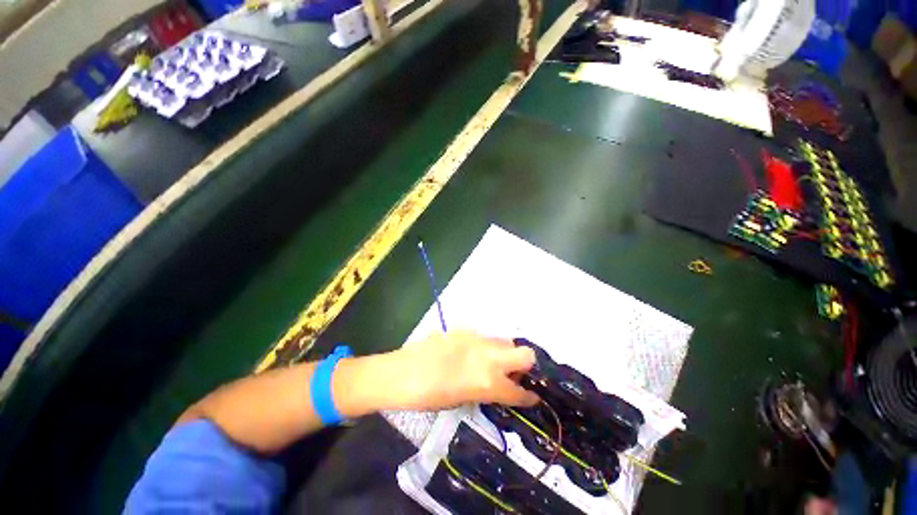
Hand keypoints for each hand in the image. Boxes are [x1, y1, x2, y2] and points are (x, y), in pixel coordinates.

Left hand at [389, 331, 538, 410]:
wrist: (397, 376)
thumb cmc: (426, 398)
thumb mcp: (461, 402)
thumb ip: (485, 393)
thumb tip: (497, 389)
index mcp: (488, 383)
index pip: (519, 392)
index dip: (528, 397)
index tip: (533, 398)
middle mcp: (488, 358)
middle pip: (526, 354)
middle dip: (525, 367)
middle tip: (512, 377)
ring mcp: (475, 340)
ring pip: (504, 342)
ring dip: (504, 355)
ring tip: (489, 365)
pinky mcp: (461, 330)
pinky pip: (482, 338)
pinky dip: (482, 348)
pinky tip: (466, 357)